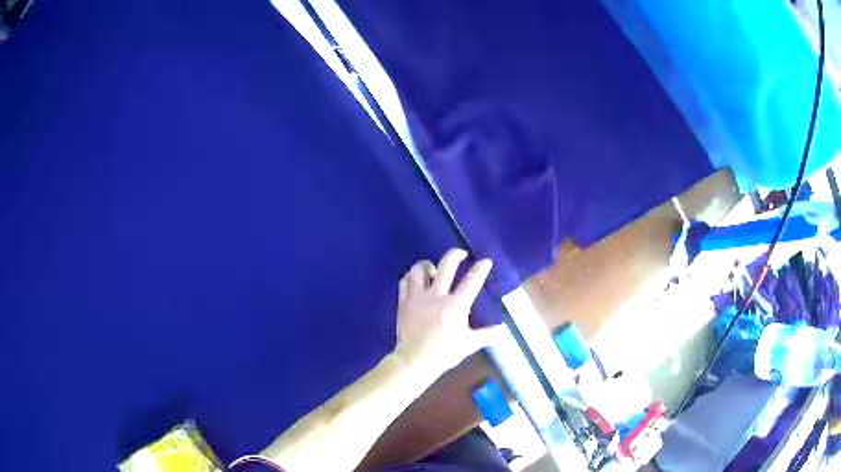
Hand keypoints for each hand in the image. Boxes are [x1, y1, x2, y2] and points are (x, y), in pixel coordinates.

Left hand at [394, 248, 495, 374]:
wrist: (414, 360)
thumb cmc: (444, 353)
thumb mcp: (469, 344)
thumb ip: (486, 334)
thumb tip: (502, 328)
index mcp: (456, 306)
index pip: (472, 281)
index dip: (480, 269)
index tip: (485, 261)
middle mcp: (437, 295)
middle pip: (446, 265)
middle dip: (456, 254)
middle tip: (461, 253)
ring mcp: (418, 297)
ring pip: (420, 269)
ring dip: (428, 264)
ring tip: (433, 267)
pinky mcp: (404, 302)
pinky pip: (405, 281)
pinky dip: (411, 276)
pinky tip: (416, 279)